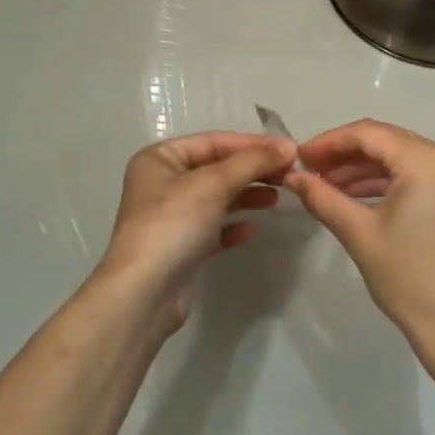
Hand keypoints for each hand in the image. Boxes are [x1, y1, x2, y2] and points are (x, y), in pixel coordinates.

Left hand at [92, 131, 293, 334]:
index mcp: (160, 158)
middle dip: (252, 170)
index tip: (290, 150)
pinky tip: (251, 229)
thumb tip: (287, 147)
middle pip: (217, 168)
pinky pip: (213, 228)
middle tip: (289, 175)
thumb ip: (252, 161)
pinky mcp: (180, 247)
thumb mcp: (214, 183)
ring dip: (247, 194)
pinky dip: (233, 225)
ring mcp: (170, 217)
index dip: (253, 144)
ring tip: (276, 198)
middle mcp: (162, 183)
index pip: (214, 141)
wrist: (144, 293)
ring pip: (217, 197)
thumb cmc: (174, 224)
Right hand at [284, 120, 434, 349]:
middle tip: (309, 169)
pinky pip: (416, 175)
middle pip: (386, 141)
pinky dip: (386, 182)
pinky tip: (355, 196)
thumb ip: (322, 197)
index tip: (299, 157)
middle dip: (345, 154)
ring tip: (326, 185)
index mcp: (426, 160)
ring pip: (400, 157)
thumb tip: (291, 177)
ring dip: (363, 168)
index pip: (369, 133)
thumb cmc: (407, 276)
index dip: (329, 142)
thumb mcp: (358, 233)